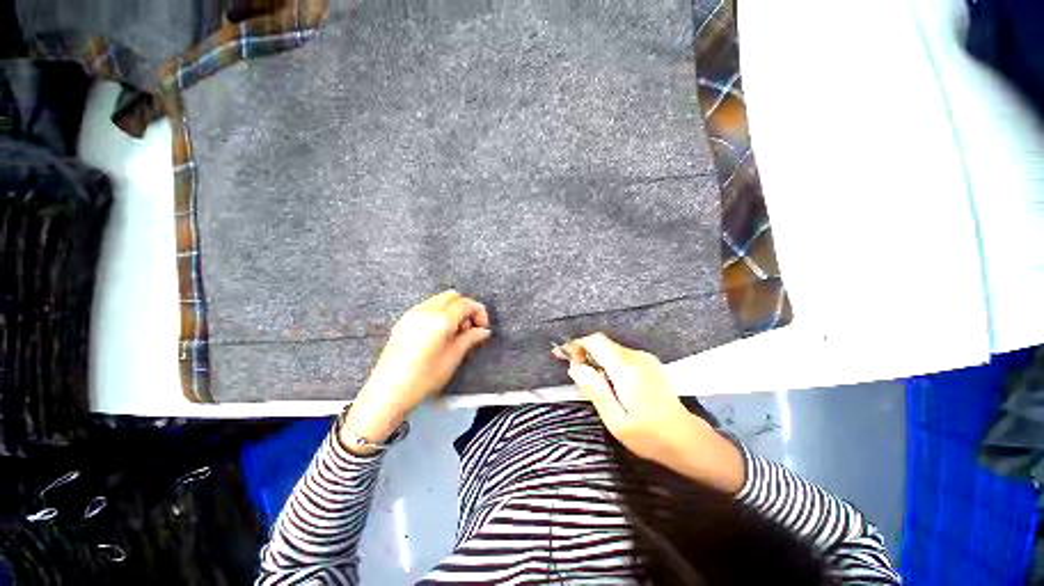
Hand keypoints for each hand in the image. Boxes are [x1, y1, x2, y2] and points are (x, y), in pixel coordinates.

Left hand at [345, 291, 490, 451]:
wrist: (388, 392)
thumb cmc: (425, 377)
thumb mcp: (453, 357)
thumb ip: (470, 338)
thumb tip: (484, 330)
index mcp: (441, 319)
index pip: (466, 304)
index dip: (479, 312)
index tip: (482, 327)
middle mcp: (426, 309)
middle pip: (452, 296)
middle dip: (465, 308)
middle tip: (469, 328)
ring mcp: (412, 313)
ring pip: (439, 300)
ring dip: (451, 310)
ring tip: (454, 333)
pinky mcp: (403, 321)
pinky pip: (427, 307)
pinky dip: (438, 313)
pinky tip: (438, 333)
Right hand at [565, 333, 744, 492]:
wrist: (687, 440)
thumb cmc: (649, 435)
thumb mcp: (615, 420)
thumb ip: (595, 390)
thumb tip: (575, 368)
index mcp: (626, 368)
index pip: (596, 341)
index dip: (578, 345)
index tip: (565, 357)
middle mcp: (636, 357)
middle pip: (603, 343)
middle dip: (584, 352)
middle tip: (573, 370)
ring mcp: (645, 359)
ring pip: (611, 349)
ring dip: (596, 358)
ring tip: (588, 379)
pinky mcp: (649, 364)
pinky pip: (621, 356)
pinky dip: (608, 362)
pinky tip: (607, 381)